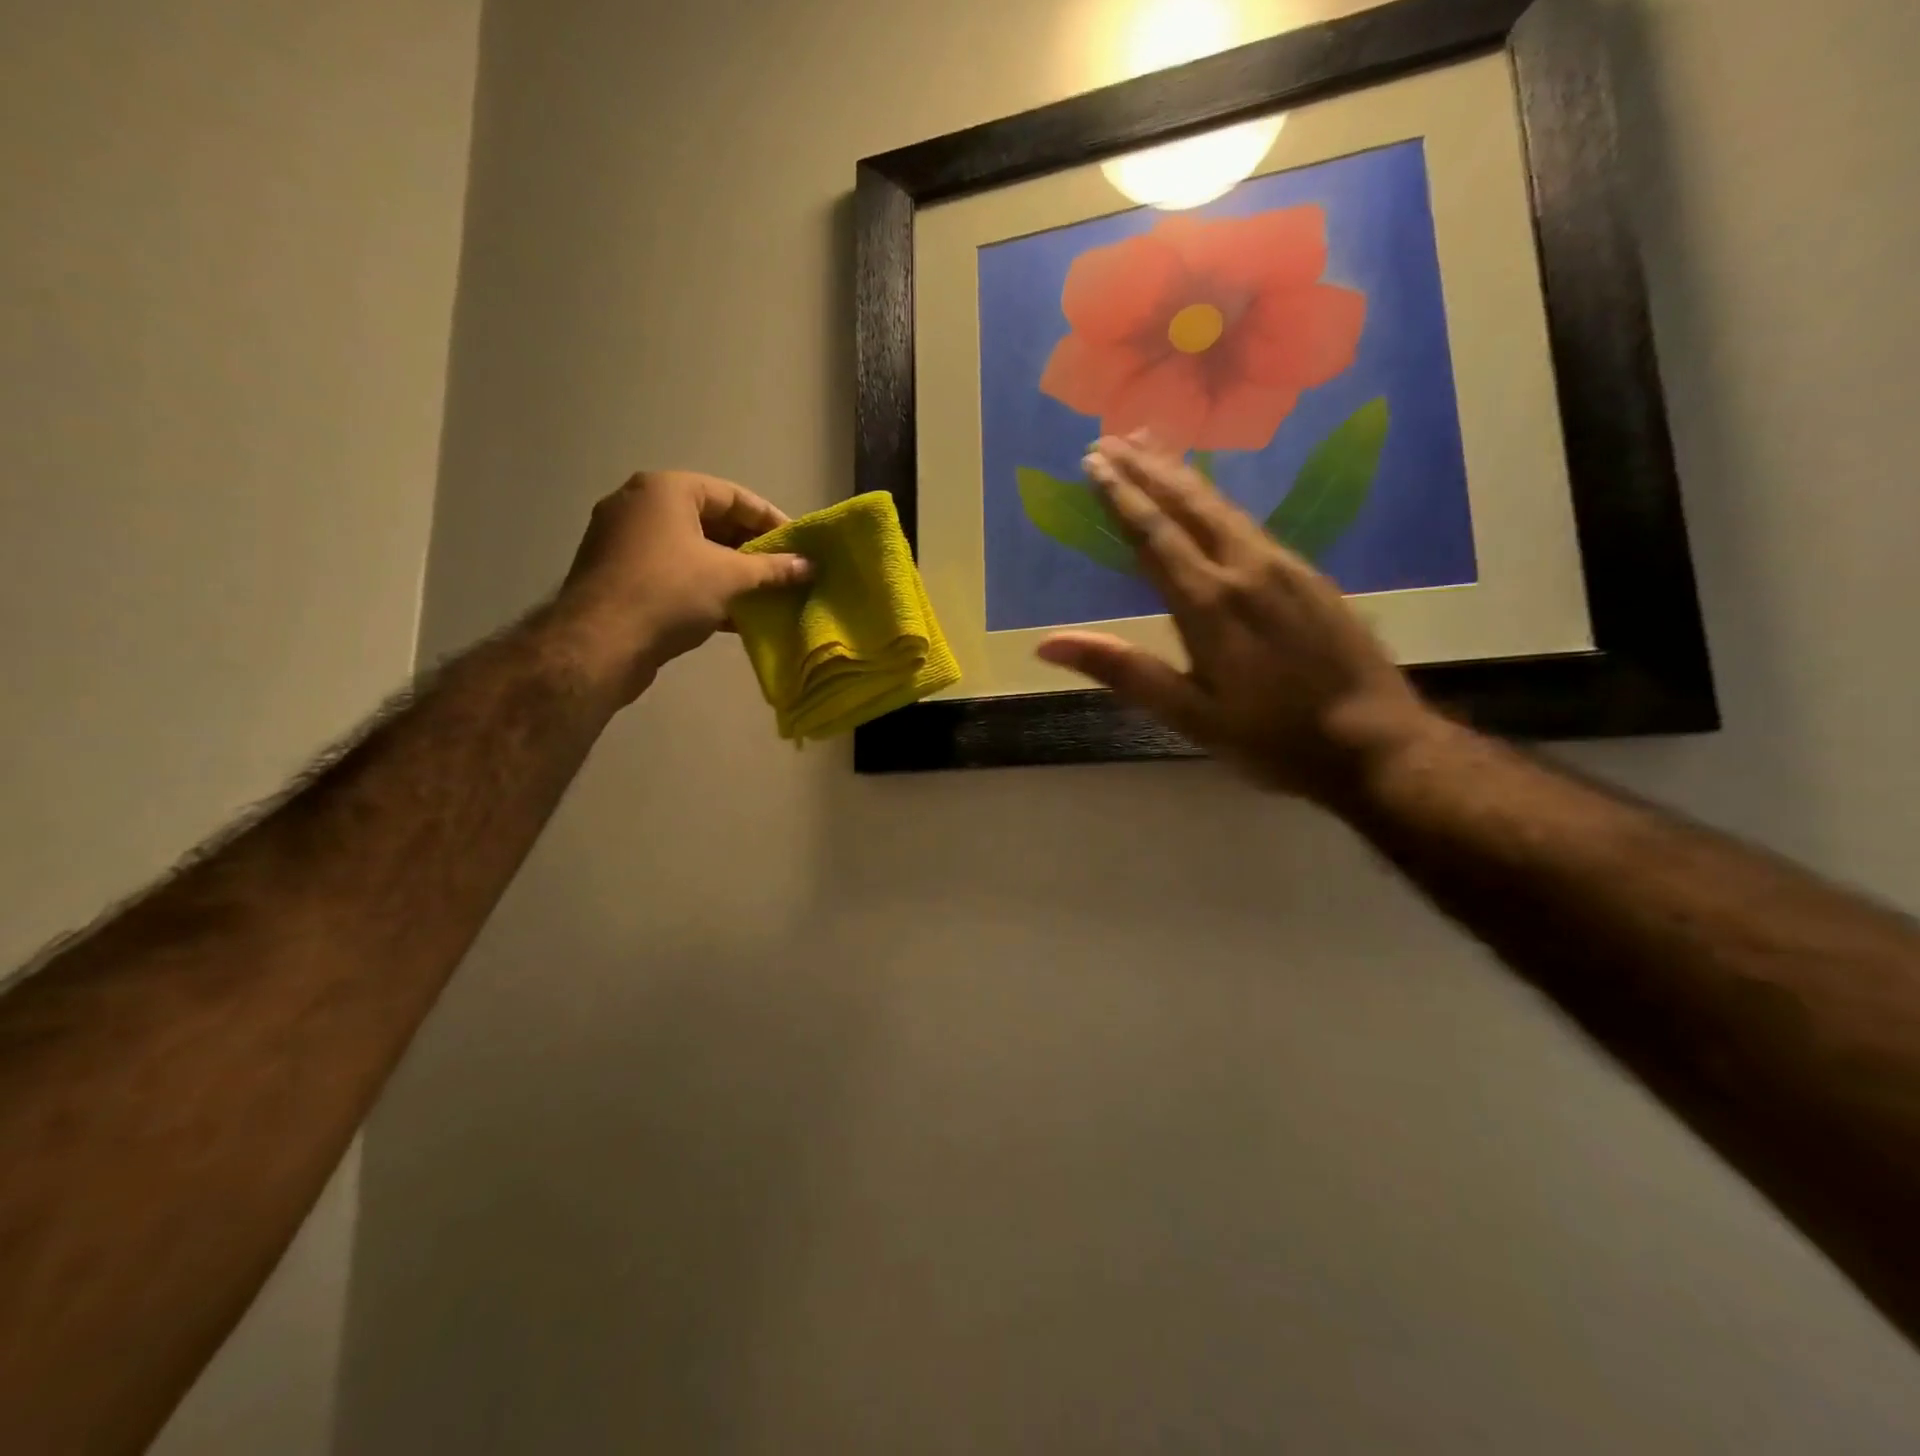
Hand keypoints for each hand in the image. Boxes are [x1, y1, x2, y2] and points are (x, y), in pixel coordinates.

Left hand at [553, 470, 809, 702]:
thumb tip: (810, 566)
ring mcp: (625, 541)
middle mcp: (641, 506)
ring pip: (692, 550)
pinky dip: (704, 587)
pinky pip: (673, 572)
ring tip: (765, 594)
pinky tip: (735, 615)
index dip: (770, 519)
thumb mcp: (730, 577)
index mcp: (666, 490)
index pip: (733, 495)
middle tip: (783, 571)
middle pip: (711, 520)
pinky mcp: (620, 576)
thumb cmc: (670, 592)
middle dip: (751, 548)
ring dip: (730, 571)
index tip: (797, 544)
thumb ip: (773, 569)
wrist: (601, 643)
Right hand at [1036, 438, 1441, 802]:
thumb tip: (1048, 645)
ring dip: (1182, 474)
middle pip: (1189, 505)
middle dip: (1147, 469)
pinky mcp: (1308, 575)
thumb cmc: (1271, 737)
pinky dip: (1216, 499)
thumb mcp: (1189, 715)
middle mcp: (1246, 570)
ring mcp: (1283, 567)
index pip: (1155, 535)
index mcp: (1210, 603)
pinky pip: (1250, 521)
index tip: (1092, 462)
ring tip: (1151, 445)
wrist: (1375, 742)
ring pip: (1222, 507)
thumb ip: (1123, 671)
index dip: (1121, 497)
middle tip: (1111, 438)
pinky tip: (1210, 499)